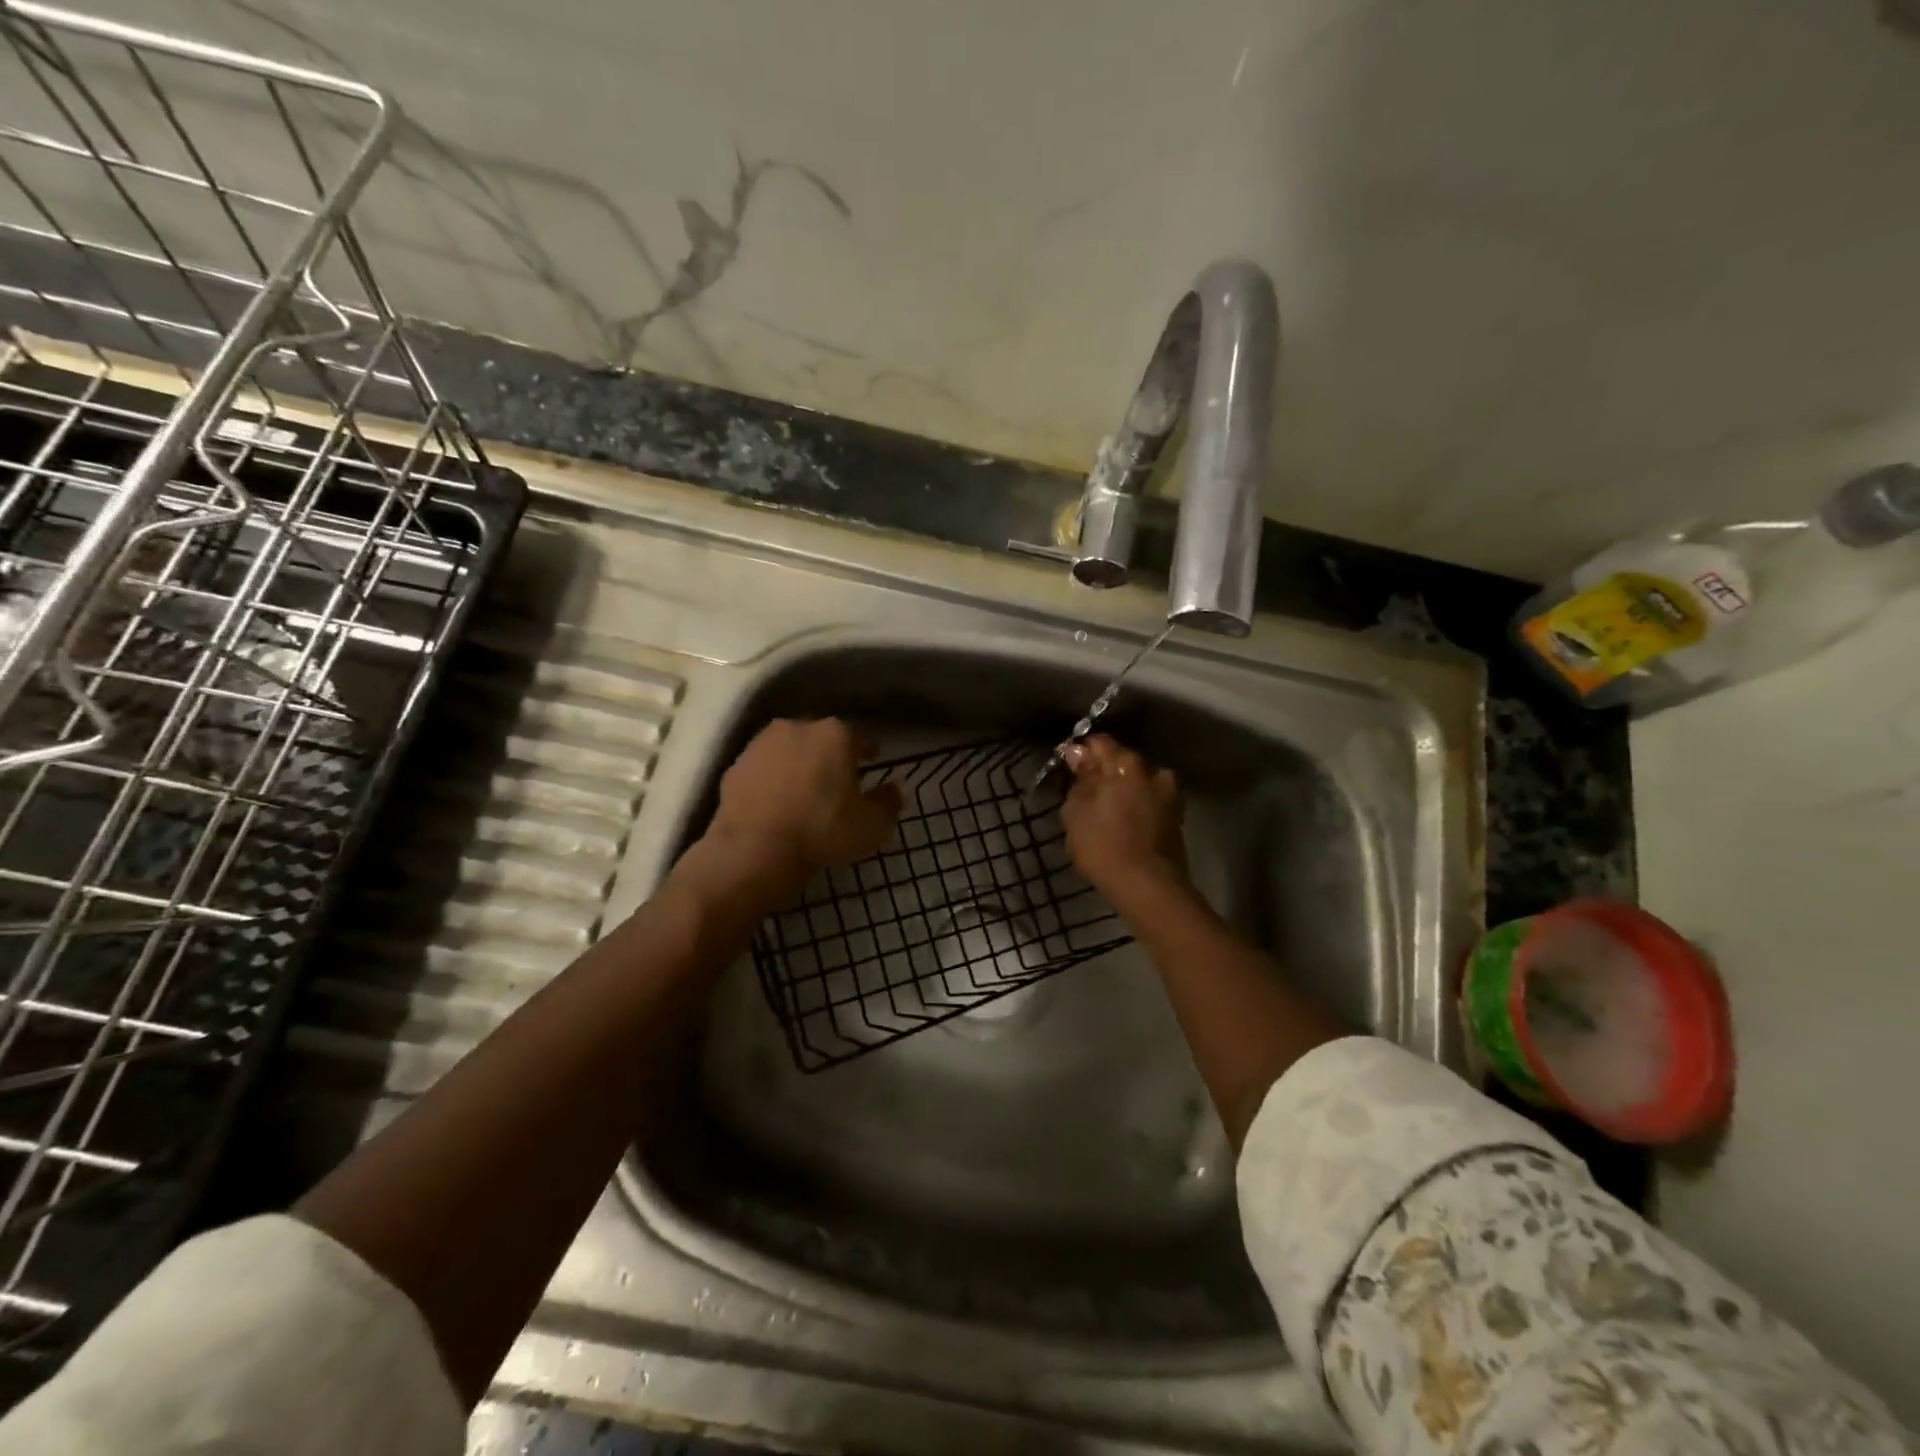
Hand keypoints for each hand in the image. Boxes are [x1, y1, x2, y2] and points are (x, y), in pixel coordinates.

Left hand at [702, 718, 901, 899]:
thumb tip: (896, 789)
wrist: (754, 851)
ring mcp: (761, 744)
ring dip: (799, 765)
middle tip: (838, 781)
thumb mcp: (872, 825)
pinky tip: (776, 804)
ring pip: (789, 750)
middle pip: (822, 738)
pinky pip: (763, 770)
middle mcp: (797, 727)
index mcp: (835, 734)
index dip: (869, 751)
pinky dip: (772, 781)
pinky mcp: (735, 766)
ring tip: (805, 792)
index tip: (872, 763)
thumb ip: (889, 802)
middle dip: (831, 755)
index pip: (861, 737)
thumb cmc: (823, 831)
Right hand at [1060, 735, 1188, 903]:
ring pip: (1138, 782)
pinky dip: (1136, 806)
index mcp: (1127, 763)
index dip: (1080, 752)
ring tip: (1104, 811)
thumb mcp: (1076, 811)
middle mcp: (1154, 770)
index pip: (1099, 742)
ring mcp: (1170, 794)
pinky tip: (1122, 823)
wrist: (1149, 887)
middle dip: (1104, 772)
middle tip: (1084, 792)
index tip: (1067, 769)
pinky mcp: (1177, 817)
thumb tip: (1077, 753)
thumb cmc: (1104, 846)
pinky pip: (1149, 800)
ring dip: (1122, 790)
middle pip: (1122, 761)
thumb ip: (1079, 779)